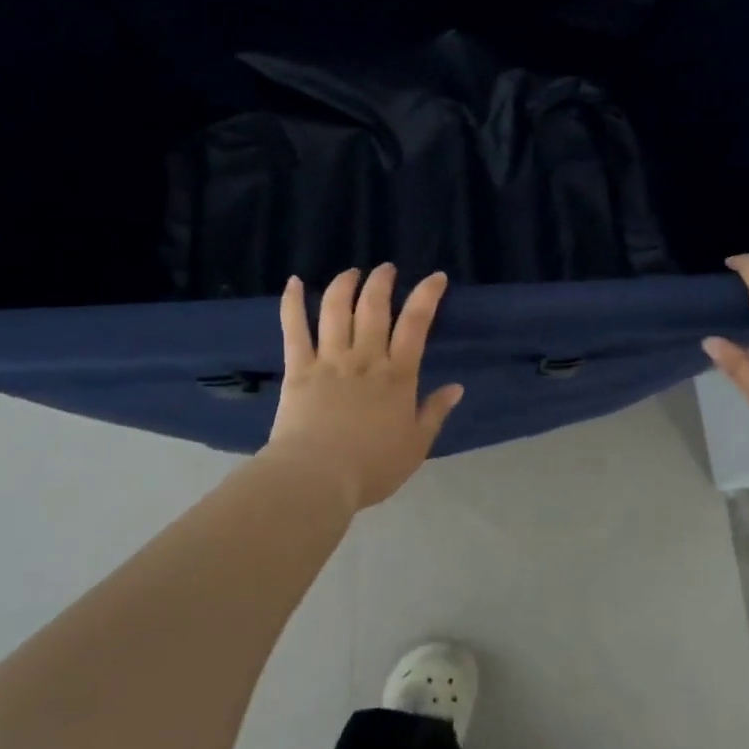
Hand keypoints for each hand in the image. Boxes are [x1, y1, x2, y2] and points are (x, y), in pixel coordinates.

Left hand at [263, 264, 463, 511]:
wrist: (317, 479)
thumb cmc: (371, 467)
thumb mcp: (416, 446)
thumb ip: (435, 412)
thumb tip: (457, 387)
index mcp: (397, 375)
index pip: (416, 323)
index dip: (427, 295)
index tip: (435, 277)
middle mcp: (365, 358)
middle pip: (373, 306)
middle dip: (382, 281)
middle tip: (386, 269)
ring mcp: (329, 359)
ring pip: (336, 309)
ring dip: (344, 284)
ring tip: (351, 272)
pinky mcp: (299, 368)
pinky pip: (294, 329)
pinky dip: (291, 302)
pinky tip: (293, 282)